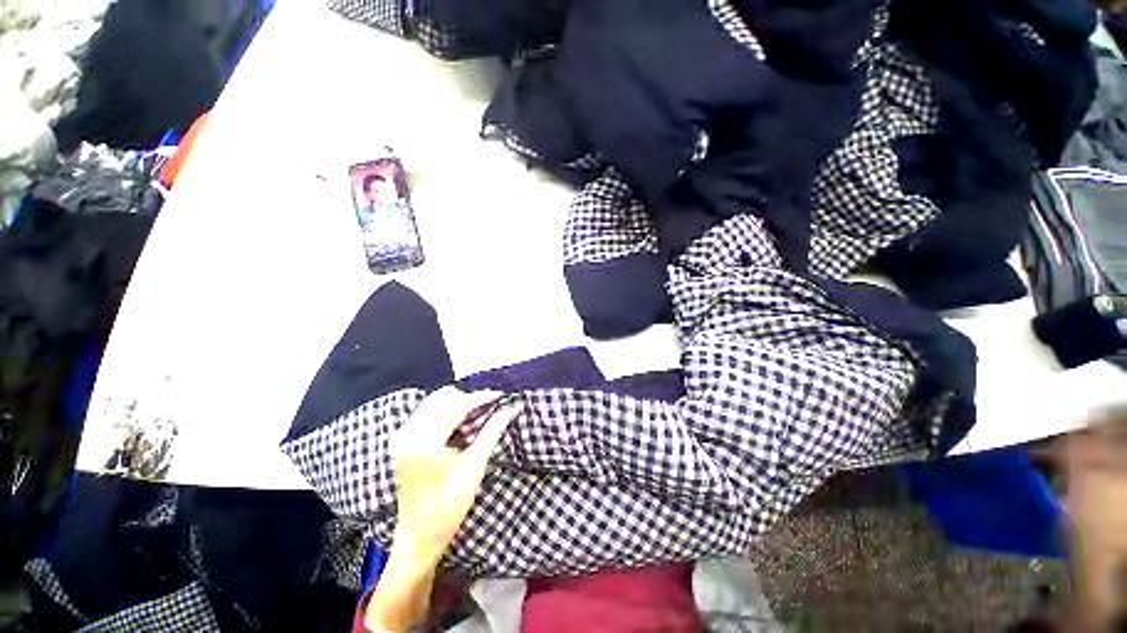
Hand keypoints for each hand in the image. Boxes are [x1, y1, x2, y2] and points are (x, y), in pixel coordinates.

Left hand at [391, 386, 520, 557]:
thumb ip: (493, 431)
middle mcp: (408, 434)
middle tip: (491, 406)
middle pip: (443, 398)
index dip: (481, 397)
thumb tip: (513, 408)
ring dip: (458, 404)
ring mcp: (402, 437)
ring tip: (479, 414)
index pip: (457, 406)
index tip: (501, 394)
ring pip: (434, 402)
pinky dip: (446, 412)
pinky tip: (462, 423)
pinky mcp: (402, 441)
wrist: (418, 537)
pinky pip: (427, 412)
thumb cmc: (449, 507)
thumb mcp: (475, 466)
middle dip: (469, 399)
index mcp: (425, 443)